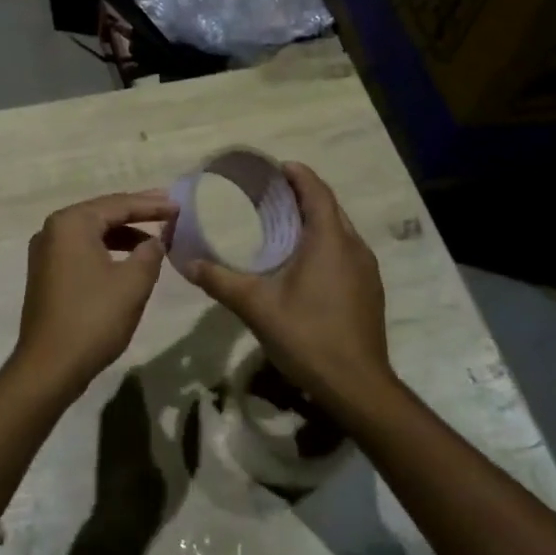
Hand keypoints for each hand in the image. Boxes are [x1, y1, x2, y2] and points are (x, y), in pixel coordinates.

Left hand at [13, 191, 178, 393]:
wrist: (49, 366)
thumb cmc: (93, 318)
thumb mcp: (133, 283)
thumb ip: (150, 253)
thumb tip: (155, 240)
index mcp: (71, 223)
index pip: (118, 204)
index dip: (152, 205)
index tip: (179, 206)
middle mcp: (52, 230)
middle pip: (102, 213)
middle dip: (136, 213)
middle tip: (168, 211)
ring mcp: (45, 252)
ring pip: (91, 232)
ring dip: (123, 234)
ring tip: (154, 239)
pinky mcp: (45, 274)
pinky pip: (81, 250)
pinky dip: (106, 249)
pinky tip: (128, 261)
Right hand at [178, 162, 396, 419]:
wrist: (357, 385)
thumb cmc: (308, 336)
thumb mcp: (256, 307)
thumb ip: (220, 281)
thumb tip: (186, 262)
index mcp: (330, 241)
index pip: (317, 192)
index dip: (298, 175)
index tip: (276, 168)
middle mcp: (354, 247)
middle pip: (330, 208)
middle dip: (304, 195)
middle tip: (271, 194)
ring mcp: (366, 270)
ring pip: (340, 231)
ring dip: (315, 220)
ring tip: (283, 223)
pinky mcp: (369, 290)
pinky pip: (345, 251)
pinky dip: (325, 243)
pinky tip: (304, 262)